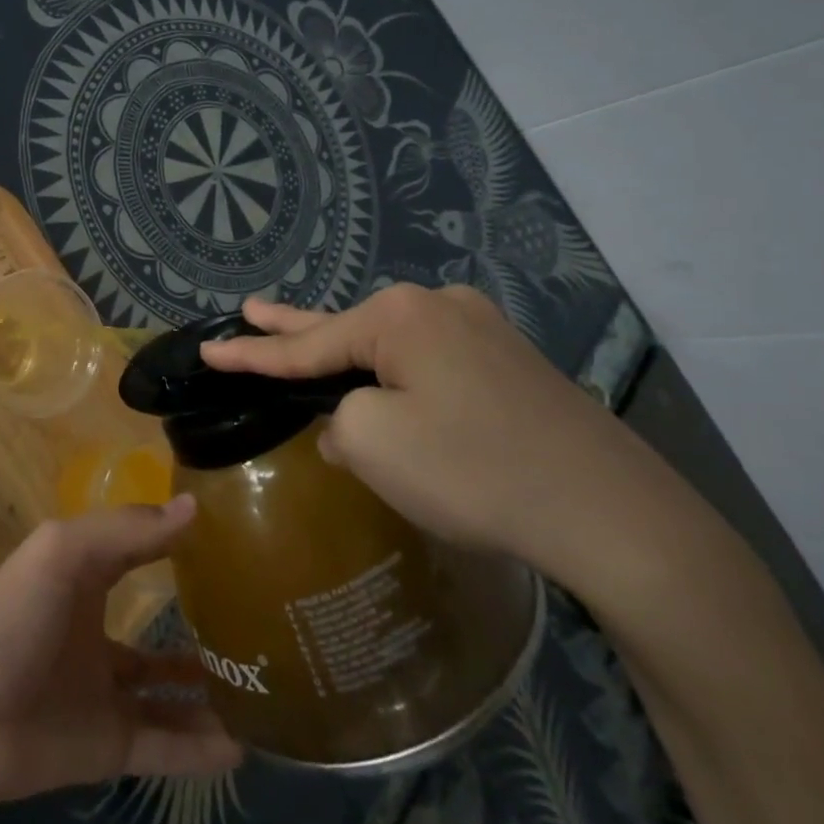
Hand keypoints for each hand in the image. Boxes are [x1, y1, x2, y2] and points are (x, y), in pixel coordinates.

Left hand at [0, 498, 242, 810]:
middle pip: (155, 633)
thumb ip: (127, 530)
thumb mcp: (65, 552)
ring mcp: (102, 694)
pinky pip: (164, 748)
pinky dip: (199, 751)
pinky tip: (242, 750)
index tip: (226, 539)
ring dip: (206, 694)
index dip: (173, 544)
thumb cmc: (13, 616)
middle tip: (257, 628)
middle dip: (198, 630)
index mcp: (83, 580)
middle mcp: (96, 634)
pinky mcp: (106, 747)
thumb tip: (193, 508)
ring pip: (166, 695)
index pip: (137, 555)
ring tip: (262, 689)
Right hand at [200, 286, 688, 595]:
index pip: (306, 343)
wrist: (614, 515)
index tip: (209, 350)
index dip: (251, 353)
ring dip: (346, 354)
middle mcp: (439, 307)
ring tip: (302, 340)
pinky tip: (384, 386)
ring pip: (390, 344)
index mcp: (399, 317)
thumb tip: (355, 425)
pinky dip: (394, 374)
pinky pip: (429, 362)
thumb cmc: (475, 470)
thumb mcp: (374, 445)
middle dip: (293, 326)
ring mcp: (481, 331)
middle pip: (345, 326)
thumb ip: (340, 423)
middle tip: (249, 310)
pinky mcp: (509, 364)